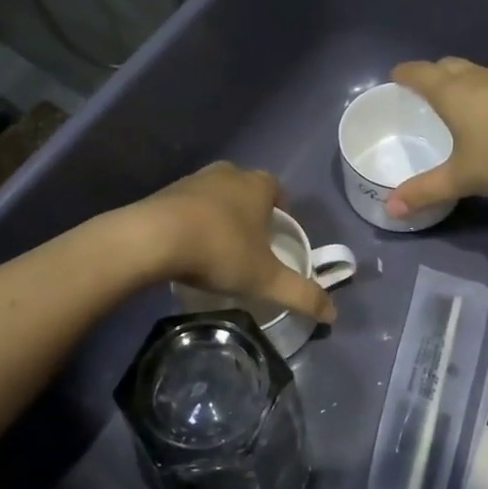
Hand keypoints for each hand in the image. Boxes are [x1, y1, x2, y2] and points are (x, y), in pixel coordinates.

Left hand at [135, 162, 335, 322]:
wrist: (153, 238)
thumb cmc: (220, 251)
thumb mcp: (265, 279)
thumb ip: (301, 294)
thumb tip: (334, 314)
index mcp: (257, 186)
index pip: (276, 189)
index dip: (279, 208)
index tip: (276, 232)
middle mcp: (228, 174)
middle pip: (245, 188)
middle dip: (249, 210)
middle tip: (249, 242)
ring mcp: (193, 180)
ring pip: (215, 194)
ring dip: (218, 214)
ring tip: (217, 247)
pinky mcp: (164, 192)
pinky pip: (186, 205)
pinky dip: (191, 220)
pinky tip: (187, 246)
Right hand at [384, 58, 487, 217]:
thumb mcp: (461, 177)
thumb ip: (425, 191)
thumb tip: (390, 209)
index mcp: (452, 92)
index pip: (419, 73)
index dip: (404, 73)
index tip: (394, 77)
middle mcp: (477, 79)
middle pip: (447, 65)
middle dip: (431, 73)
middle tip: (421, 91)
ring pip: (473, 73)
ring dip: (458, 81)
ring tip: (452, 101)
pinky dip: (481, 92)